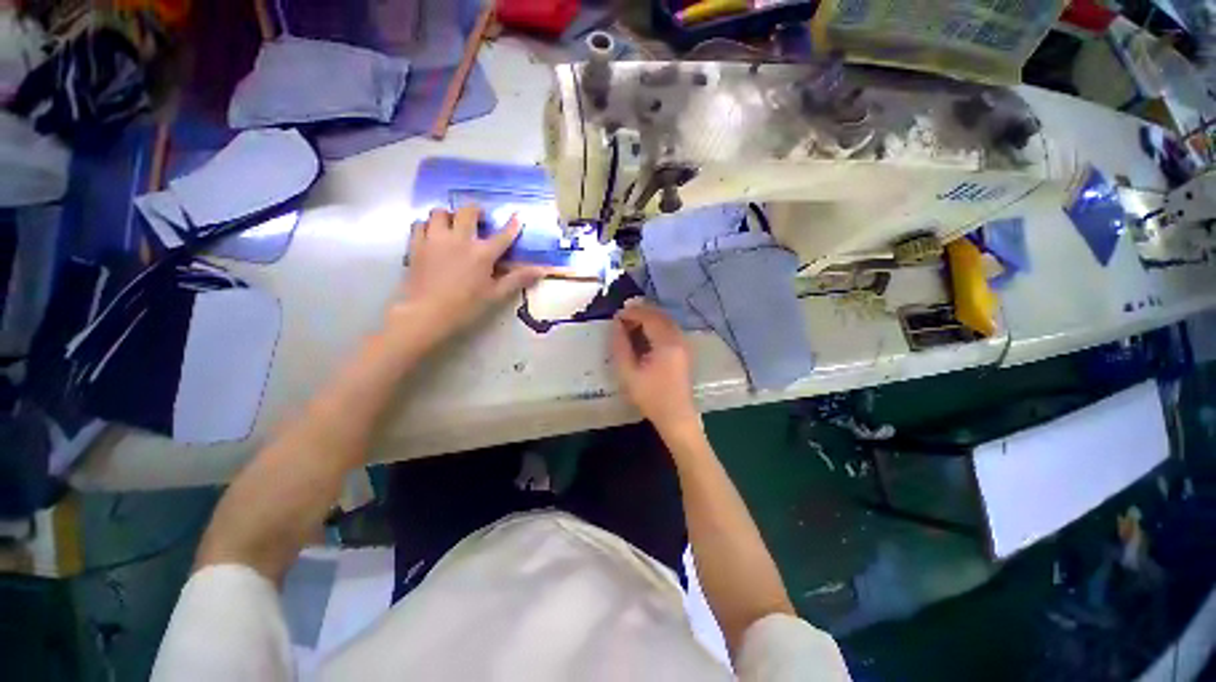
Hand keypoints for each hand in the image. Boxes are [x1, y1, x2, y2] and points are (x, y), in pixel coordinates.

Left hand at [393, 206, 543, 343]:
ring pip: (440, 212)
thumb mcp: (496, 294)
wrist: (426, 314)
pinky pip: (420, 224)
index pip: (502, 235)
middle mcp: (459, 240)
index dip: (512, 225)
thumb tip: (542, 270)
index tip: (517, 216)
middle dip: (476, 211)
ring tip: (453, 225)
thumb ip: (518, 279)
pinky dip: (428, 225)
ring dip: (450, 215)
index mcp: (482, 253)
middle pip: (468, 211)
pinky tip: (433, 235)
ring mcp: (435, 239)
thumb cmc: (465, 307)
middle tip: (480, 219)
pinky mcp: (416, 245)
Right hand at [610, 301, 700, 434]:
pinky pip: (670, 328)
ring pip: (665, 320)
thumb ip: (620, 347)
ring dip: (648, 318)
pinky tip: (644, 334)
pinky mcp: (684, 350)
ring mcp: (684, 344)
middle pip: (659, 315)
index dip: (631, 313)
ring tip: (630, 325)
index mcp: (666, 343)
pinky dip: (656, 325)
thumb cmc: (651, 397)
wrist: (676, 416)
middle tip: (622, 318)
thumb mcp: (628, 374)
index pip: (649, 317)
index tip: (616, 316)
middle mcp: (678, 338)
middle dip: (640, 312)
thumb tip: (616, 326)